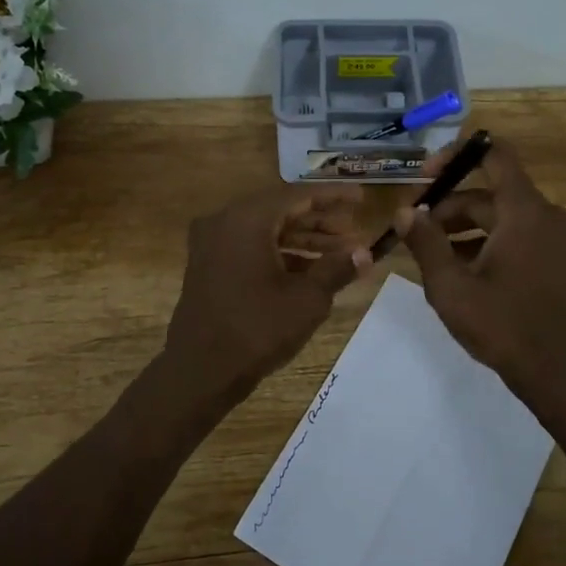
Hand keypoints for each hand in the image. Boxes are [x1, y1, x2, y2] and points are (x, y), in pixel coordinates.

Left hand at [163, 185, 370, 396]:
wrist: (200, 370)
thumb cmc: (257, 330)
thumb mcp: (307, 299)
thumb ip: (337, 268)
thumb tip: (365, 253)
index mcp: (247, 219)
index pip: (298, 195)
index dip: (333, 196)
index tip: (362, 198)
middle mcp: (225, 222)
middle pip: (281, 210)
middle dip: (320, 221)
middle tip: (354, 232)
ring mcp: (212, 244)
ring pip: (266, 230)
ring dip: (303, 239)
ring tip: (341, 253)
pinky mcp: (208, 266)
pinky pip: (250, 247)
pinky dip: (280, 254)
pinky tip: (311, 270)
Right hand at [395, 138, 565, 392]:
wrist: (555, 369)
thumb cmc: (501, 324)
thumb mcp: (450, 285)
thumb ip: (425, 242)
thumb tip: (404, 211)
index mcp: (523, 211)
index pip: (494, 155)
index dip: (455, 155)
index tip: (424, 176)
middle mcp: (543, 214)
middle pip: (488, 192)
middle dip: (447, 205)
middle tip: (412, 228)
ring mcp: (551, 237)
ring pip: (497, 215)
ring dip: (461, 227)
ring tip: (426, 251)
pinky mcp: (551, 257)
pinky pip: (511, 234)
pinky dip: (482, 242)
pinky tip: (453, 267)